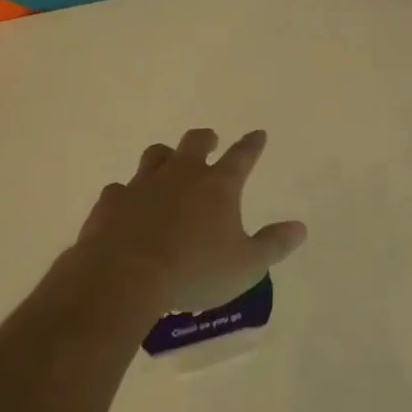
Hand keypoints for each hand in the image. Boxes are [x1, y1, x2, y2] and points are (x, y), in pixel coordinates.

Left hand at [71, 128, 306, 314]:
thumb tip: (300, 228)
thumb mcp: (247, 265)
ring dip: (165, 156)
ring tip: (168, 162)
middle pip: (195, 143)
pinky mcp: (111, 202)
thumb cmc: (195, 270)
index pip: (242, 156)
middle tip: (211, 140)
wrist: (125, 277)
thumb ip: (274, 245)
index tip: (258, 134)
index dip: (252, 145)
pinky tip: (126, 203)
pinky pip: (119, 188)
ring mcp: (142, 185)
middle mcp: (181, 175)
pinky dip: (127, 193)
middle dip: (206, 139)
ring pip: (155, 155)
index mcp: (218, 186)